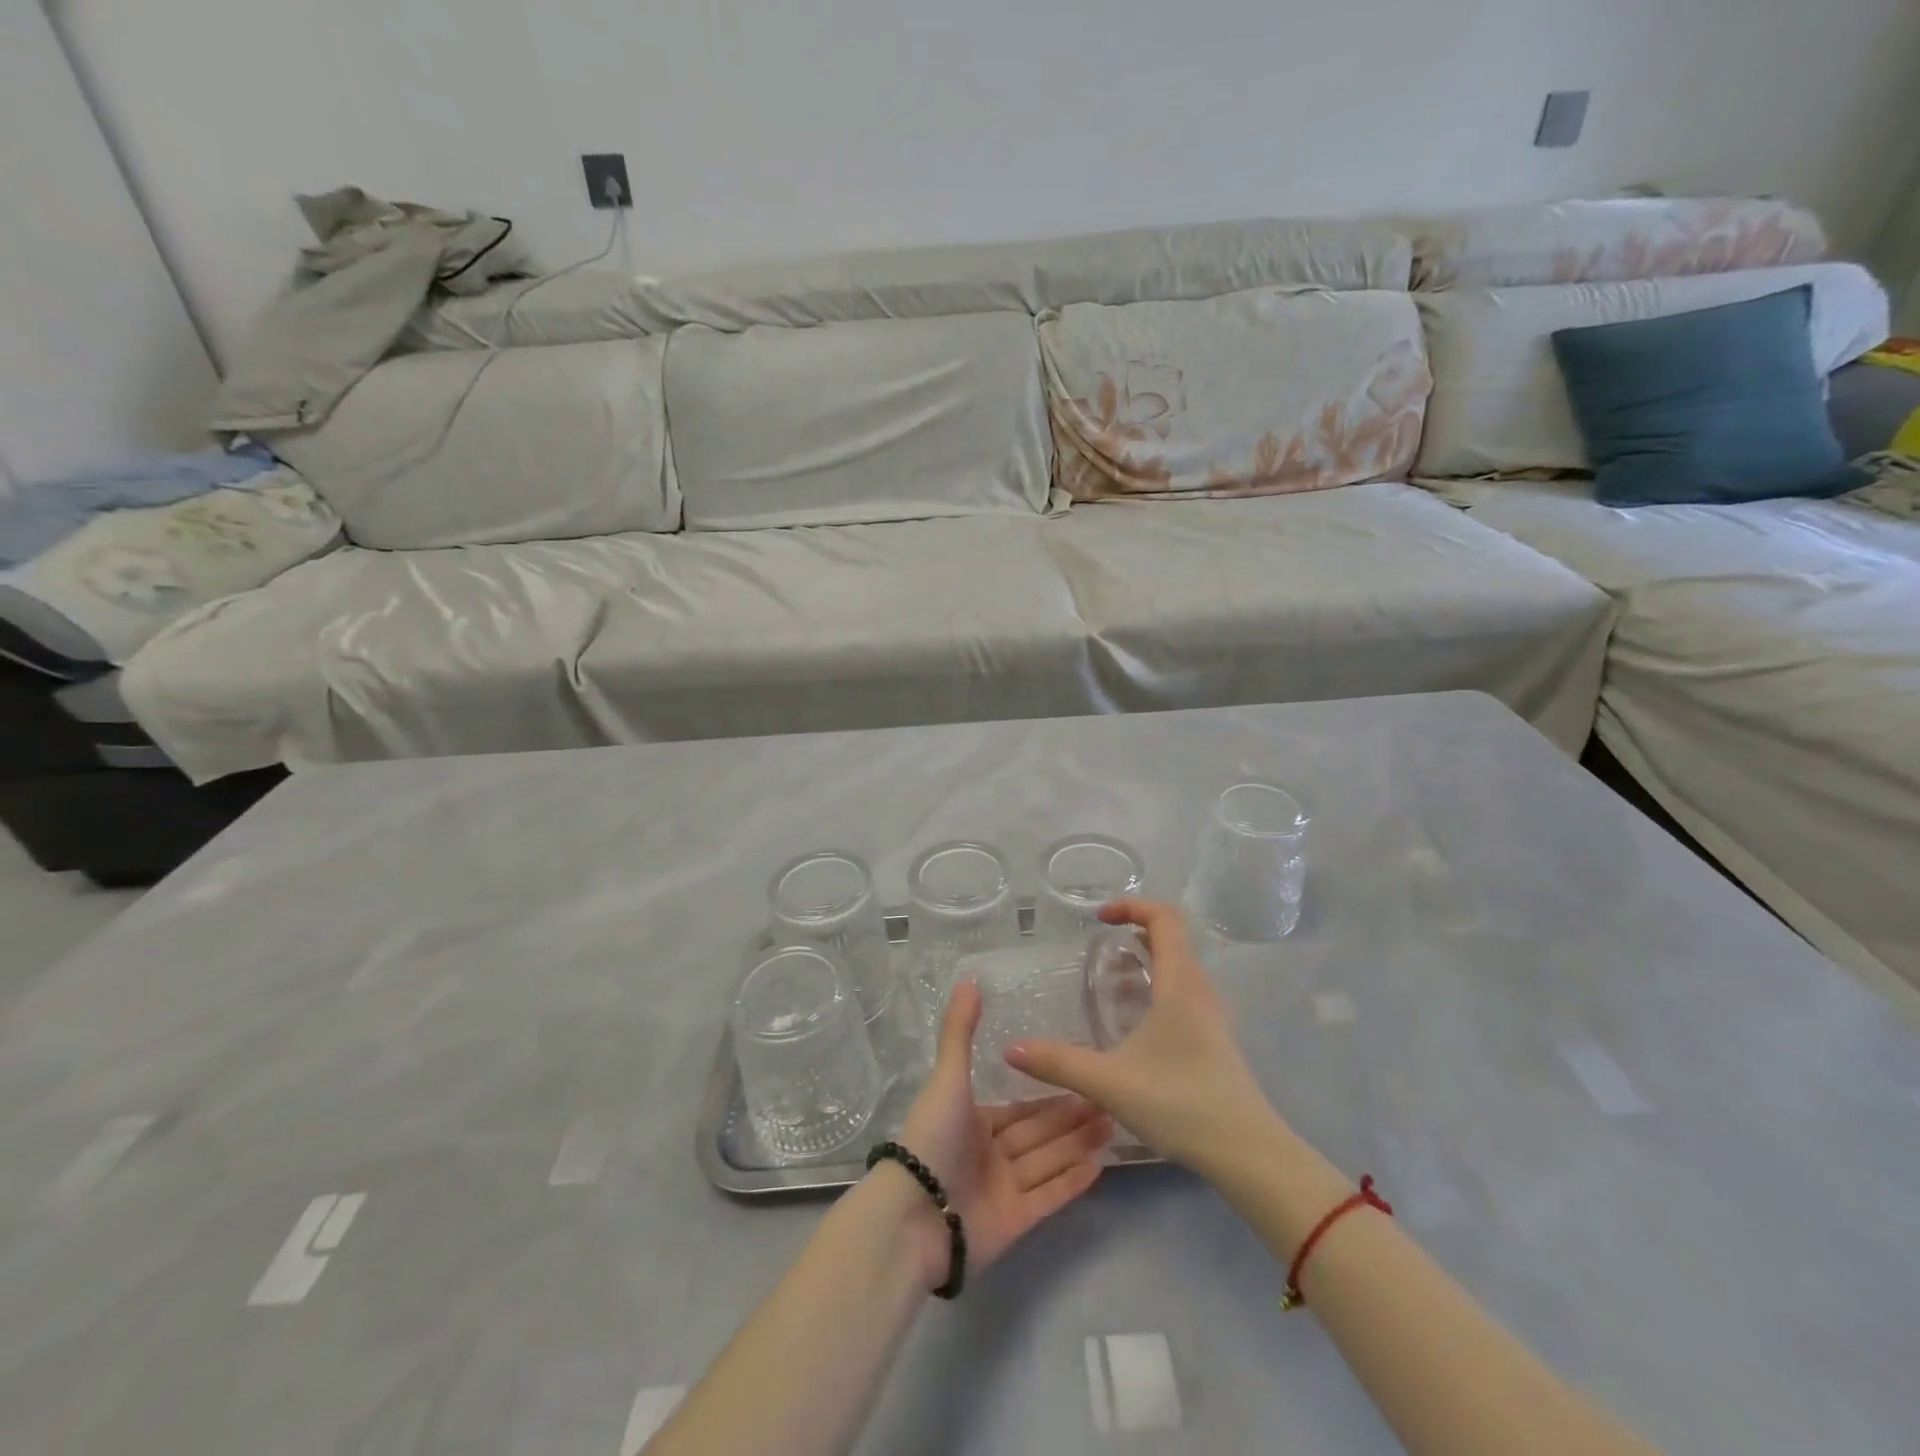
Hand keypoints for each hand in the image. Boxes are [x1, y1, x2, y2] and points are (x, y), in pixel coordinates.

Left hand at [890, 979, 1111, 1286]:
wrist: (915, 1214)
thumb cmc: (933, 1138)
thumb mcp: (947, 1077)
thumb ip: (960, 1030)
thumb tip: (969, 979)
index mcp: (972, 1121)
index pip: (1020, 1108)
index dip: (1051, 1095)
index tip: (1084, 1078)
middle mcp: (989, 1154)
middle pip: (1039, 1133)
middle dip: (1073, 1117)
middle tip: (1111, 1100)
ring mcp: (1003, 1190)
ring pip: (1049, 1160)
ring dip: (1079, 1144)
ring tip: (1114, 1125)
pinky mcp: (1015, 1222)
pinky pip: (1049, 1196)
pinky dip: (1072, 1182)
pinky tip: (1100, 1165)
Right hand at [1005, 899, 1279, 1177]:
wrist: (1249, 1154)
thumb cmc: (1182, 1104)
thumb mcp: (1110, 1082)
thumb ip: (1059, 1063)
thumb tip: (1010, 1049)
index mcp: (1180, 984)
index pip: (1164, 918)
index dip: (1132, 905)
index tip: (1099, 918)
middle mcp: (1199, 990)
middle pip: (1172, 939)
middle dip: (1133, 933)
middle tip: (1098, 950)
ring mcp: (1211, 1016)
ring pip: (1178, 968)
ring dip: (1145, 963)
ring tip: (1109, 984)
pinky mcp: (1214, 1040)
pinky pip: (1182, 993)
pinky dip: (1155, 989)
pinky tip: (1133, 1025)